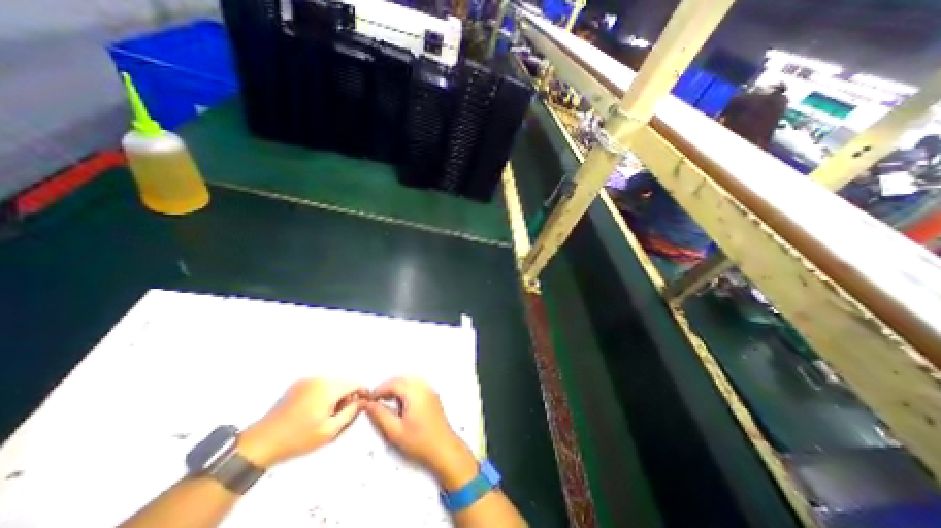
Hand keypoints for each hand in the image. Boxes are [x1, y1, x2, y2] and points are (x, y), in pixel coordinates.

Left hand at [237, 377, 364, 467]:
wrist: (259, 444)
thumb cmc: (297, 439)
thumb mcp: (330, 431)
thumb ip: (351, 413)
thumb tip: (362, 402)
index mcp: (328, 387)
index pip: (355, 383)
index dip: (362, 393)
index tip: (363, 404)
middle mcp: (319, 379)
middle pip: (343, 383)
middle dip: (346, 396)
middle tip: (340, 416)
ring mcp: (307, 380)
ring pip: (332, 384)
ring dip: (335, 396)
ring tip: (325, 415)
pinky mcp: (297, 385)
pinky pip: (319, 385)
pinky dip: (323, 395)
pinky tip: (314, 411)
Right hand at [363, 377, 473, 489]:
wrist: (444, 448)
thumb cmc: (419, 441)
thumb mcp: (395, 431)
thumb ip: (380, 415)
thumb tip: (367, 404)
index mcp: (414, 392)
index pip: (393, 383)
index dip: (379, 389)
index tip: (369, 400)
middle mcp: (423, 386)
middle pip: (402, 380)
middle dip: (387, 387)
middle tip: (375, 401)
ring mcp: (429, 389)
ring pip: (409, 381)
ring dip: (396, 388)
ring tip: (386, 402)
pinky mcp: (432, 395)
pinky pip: (416, 385)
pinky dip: (405, 390)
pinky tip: (400, 403)